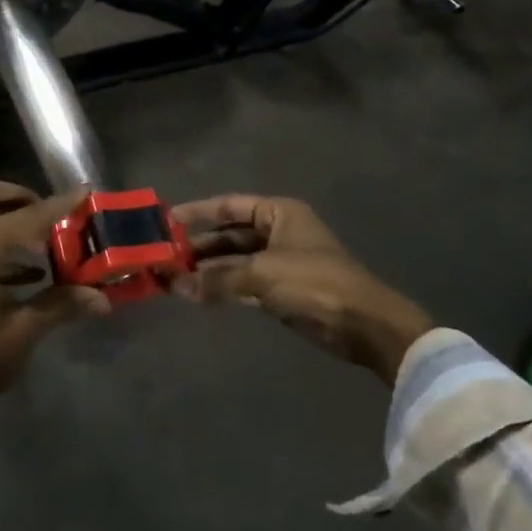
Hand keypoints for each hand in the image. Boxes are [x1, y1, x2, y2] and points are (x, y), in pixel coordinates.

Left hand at [0, 179, 110, 429]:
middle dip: (16, 196)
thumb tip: (102, 298)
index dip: (57, 205)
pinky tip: (28, 272)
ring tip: (44, 239)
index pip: (25, 216)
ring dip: (4, 217)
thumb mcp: (23, 331)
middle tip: (48, 213)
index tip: (83, 192)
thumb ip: (61, 305)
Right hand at [172, 195, 432, 382]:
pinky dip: (223, 288)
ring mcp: (280, 262)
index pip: (229, 205)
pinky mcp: (282, 290)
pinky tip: (198, 295)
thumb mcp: (262, 275)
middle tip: (165, 257)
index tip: (167, 221)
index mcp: (278, 213)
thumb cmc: (315, 283)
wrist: (365, 325)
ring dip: (209, 270)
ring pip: (235, 261)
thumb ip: (217, 279)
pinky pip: (244, 283)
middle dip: (200, 247)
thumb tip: (176, 286)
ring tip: (174, 279)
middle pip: (230, 234)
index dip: (198, 212)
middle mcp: (278, 232)